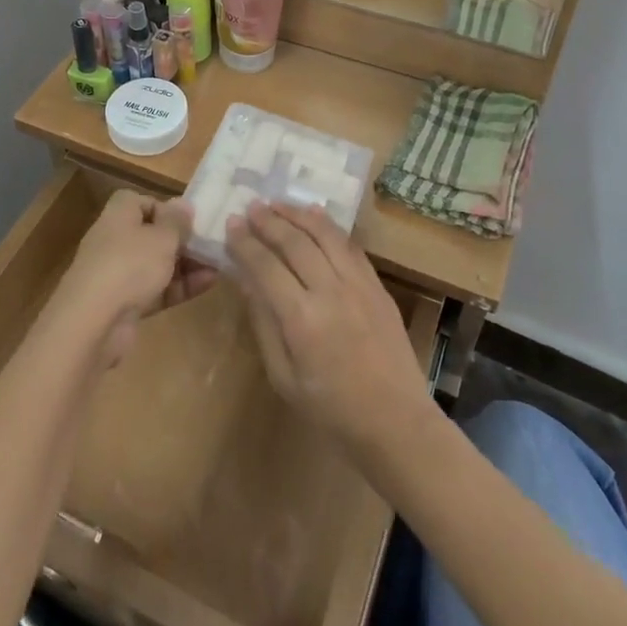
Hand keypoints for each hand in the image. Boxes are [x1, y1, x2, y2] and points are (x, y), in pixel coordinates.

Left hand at [55, 190, 215, 366]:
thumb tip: (183, 203)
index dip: (165, 208)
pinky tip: (208, 284)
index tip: (188, 220)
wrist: (93, 322)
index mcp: (118, 215)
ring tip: (218, 264)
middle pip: (151, 234)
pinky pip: (156, 289)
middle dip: (181, 239)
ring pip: (156, 264)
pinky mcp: (124, 303)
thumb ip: (176, 221)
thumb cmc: (129, 265)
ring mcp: (118, 274)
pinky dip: (179, 286)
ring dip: (186, 264)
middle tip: (210, 244)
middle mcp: (115, 240)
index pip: (141, 201)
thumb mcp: (162, 237)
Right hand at [226, 201, 431, 453]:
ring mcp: (358, 285)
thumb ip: (264, 324)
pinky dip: (328, 226)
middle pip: (294, 242)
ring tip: (277, 203)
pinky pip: (350, 245)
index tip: (230, 225)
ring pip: (324, 234)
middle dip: (268, 221)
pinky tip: (314, 216)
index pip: (265, 266)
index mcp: (301, 320)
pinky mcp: (377, 285)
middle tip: (250, 207)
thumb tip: (246, 280)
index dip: (245, 242)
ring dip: (298, 214)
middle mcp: (330, 292)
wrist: (396, 422)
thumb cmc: (331, 409)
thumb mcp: (284, 377)